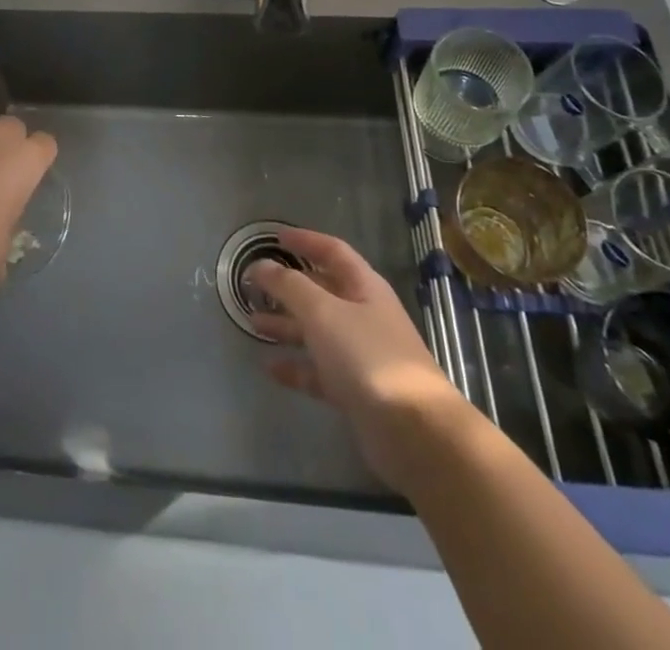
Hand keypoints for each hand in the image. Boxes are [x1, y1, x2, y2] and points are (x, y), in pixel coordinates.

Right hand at [245, 227, 460, 489]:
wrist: (415, 432)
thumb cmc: (368, 357)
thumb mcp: (323, 312)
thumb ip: (289, 286)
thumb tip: (261, 265)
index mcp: (364, 287)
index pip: (332, 252)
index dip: (305, 240)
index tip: (274, 237)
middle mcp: (364, 316)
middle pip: (322, 292)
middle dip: (288, 287)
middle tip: (253, 286)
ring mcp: (361, 355)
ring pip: (317, 332)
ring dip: (287, 325)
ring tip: (253, 323)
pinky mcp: (356, 391)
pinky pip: (319, 371)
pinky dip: (296, 367)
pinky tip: (270, 368)